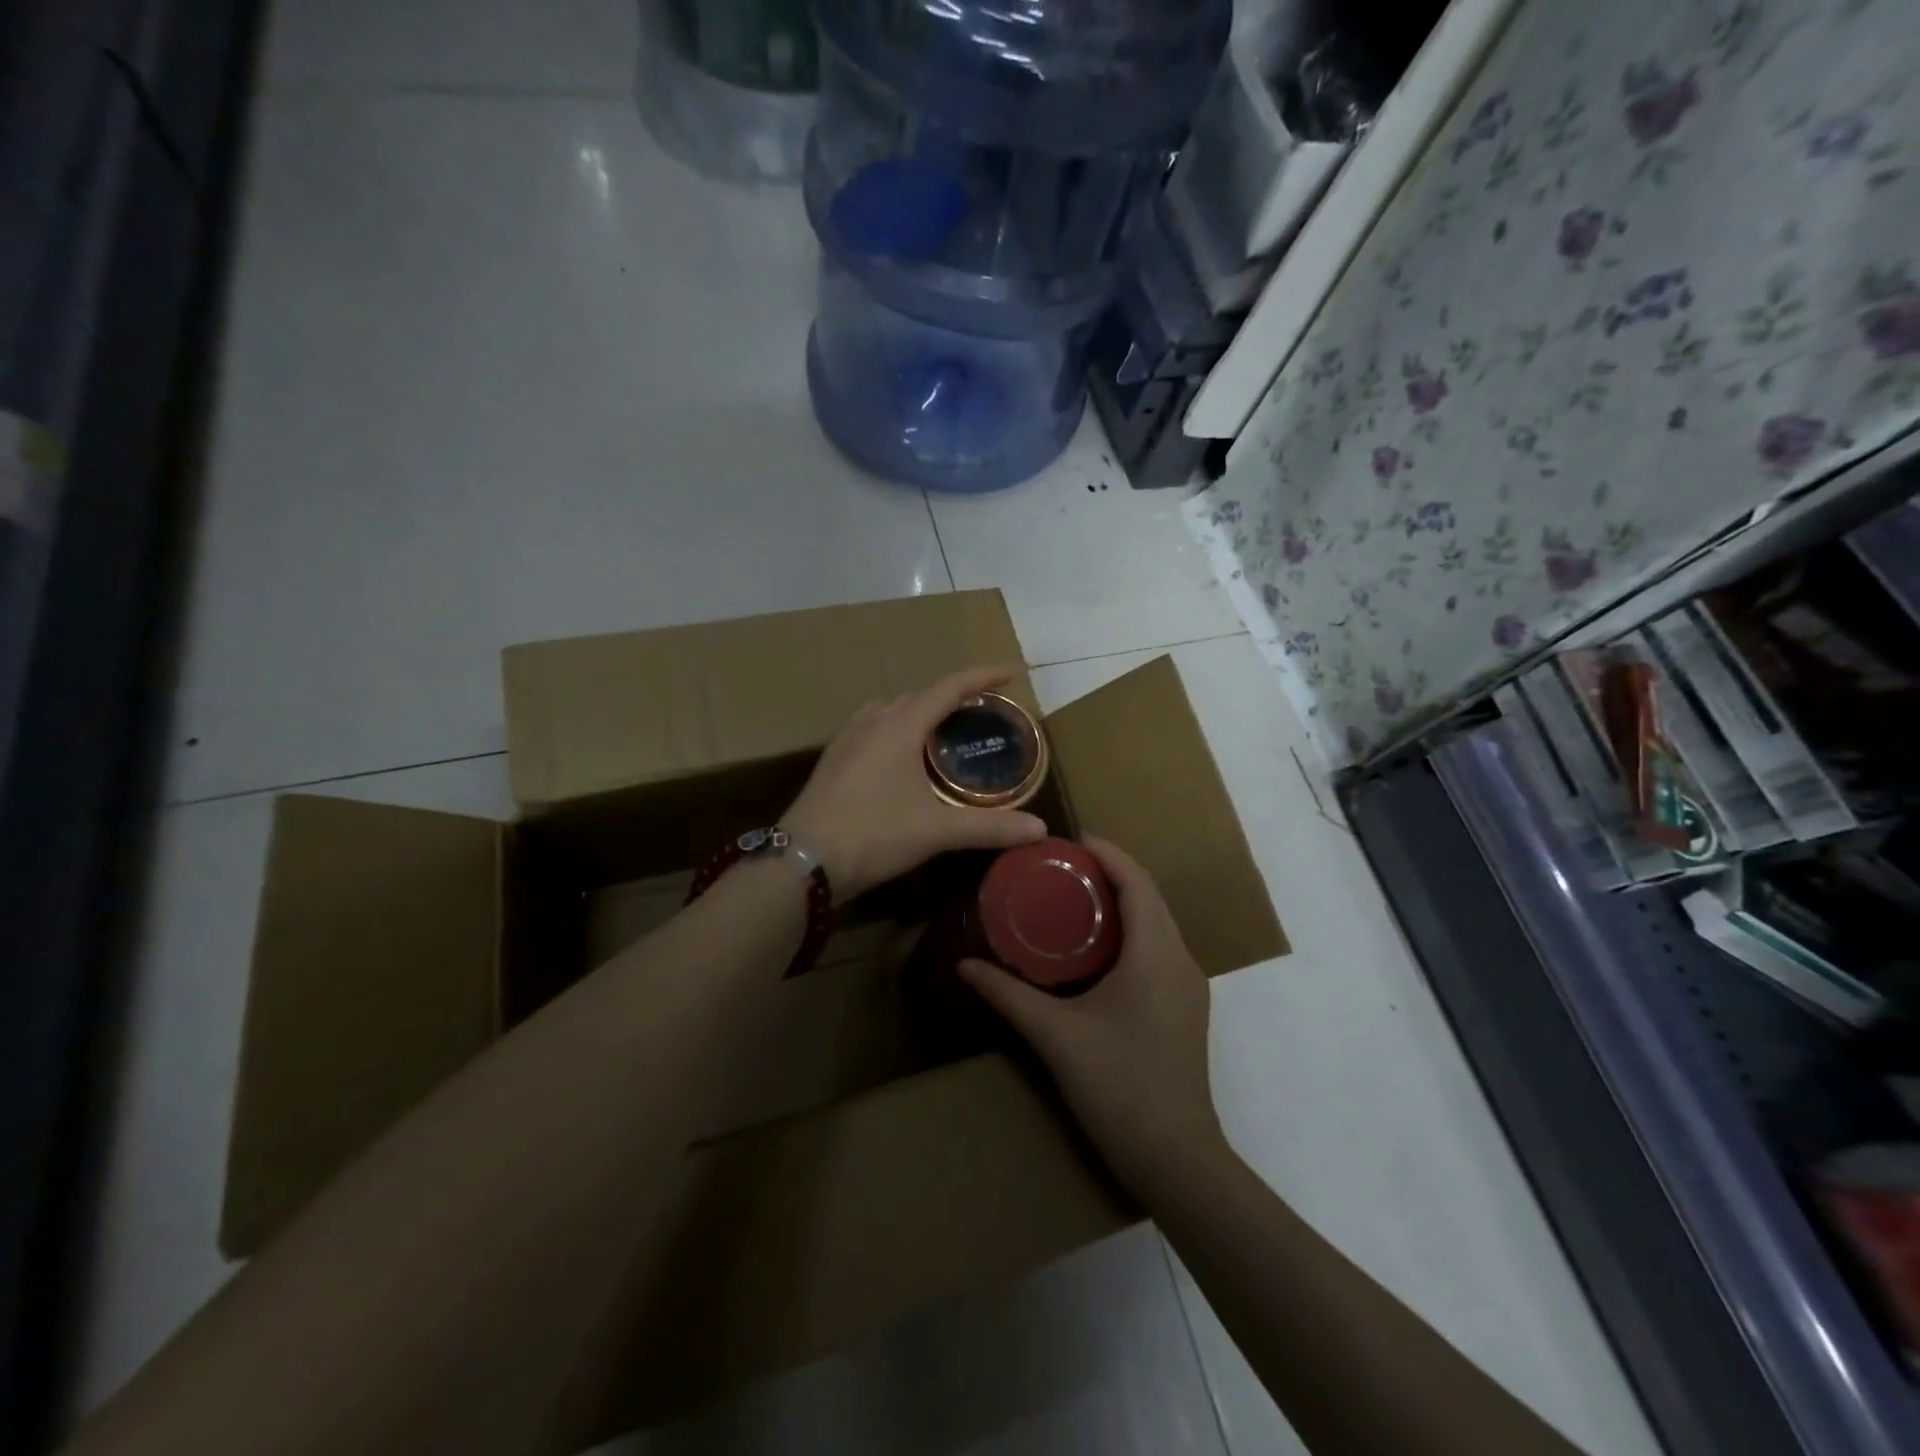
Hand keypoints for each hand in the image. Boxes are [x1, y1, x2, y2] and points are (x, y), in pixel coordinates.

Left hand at [784, 666, 1047, 900]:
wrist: (803, 860)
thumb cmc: (874, 836)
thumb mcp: (937, 831)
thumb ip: (991, 828)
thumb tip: (1040, 828)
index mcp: (901, 726)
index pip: (950, 687)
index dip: (983, 677)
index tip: (1011, 674)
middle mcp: (872, 721)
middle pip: (920, 694)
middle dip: (953, 695)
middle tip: (980, 710)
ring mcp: (847, 738)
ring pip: (890, 707)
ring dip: (919, 709)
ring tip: (940, 727)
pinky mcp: (832, 758)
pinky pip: (870, 725)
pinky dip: (894, 726)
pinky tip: (897, 754)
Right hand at [959, 837, 1225, 1197]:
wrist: (1177, 1160)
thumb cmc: (1119, 1086)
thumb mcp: (1055, 1036)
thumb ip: (1008, 995)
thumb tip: (965, 964)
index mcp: (1156, 953)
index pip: (1137, 881)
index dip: (1107, 853)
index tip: (1068, 841)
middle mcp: (1180, 959)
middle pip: (1148, 897)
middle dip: (1109, 873)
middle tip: (1059, 868)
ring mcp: (1188, 986)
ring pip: (1156, 923)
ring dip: (1120, 903)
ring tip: (1071, 898)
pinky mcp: (1184, 1008)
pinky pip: (1158, 949)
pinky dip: (1129, 932)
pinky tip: (1094, 949)